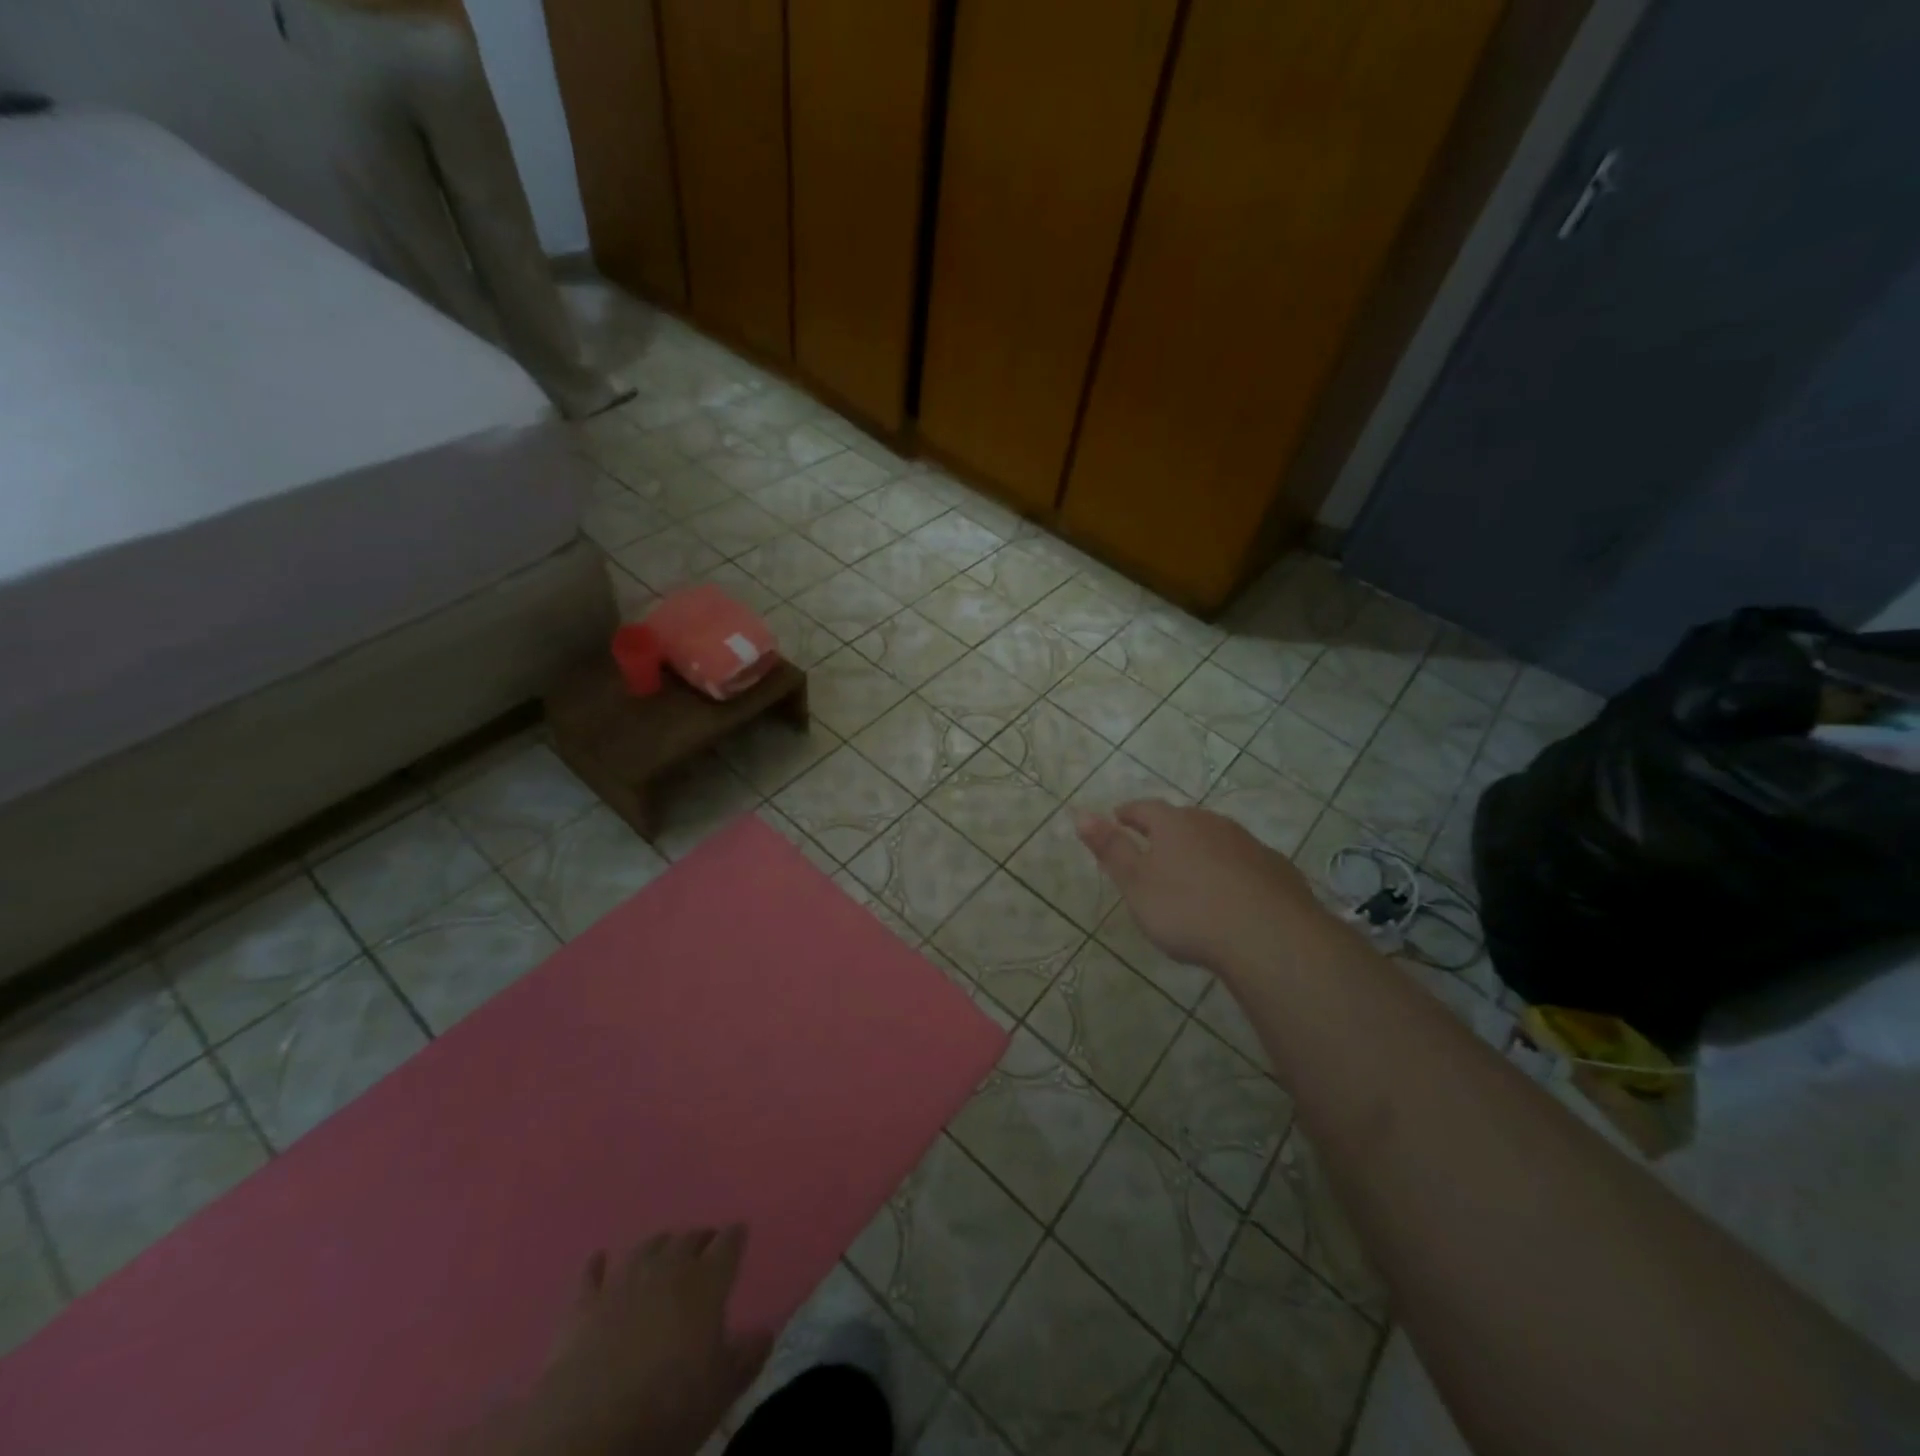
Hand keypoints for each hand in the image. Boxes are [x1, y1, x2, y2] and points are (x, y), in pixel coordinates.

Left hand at [501, 1228, 772, 1455]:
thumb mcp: (721, 1390)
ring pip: (646, 1249)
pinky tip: (599, 1258)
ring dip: (659, 1246)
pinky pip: (591, 1275)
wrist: (590, 1430)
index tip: (740, 1232)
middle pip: (688, 1239)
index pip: (728, 1244)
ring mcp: (623, 1283)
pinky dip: (597, 1265)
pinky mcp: (584, 1306)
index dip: (736, 1236)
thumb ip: (747, 1357)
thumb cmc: (668, 1407)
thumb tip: (767, 1332)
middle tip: (706, 1245)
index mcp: (706, 1282)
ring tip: (665, 1248)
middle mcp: (667, 1269)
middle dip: (700, 1239)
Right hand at [1074, 800, 1325, 976]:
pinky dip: (1232, 870)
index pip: (1144, 808)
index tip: (1118, 818)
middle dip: (1166, 830)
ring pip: (1217, 839)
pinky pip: (1246, 863)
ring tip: (1191, 871)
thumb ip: (1111, 849)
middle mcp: (1212, 824)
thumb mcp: (1136, 883)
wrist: (1268, 937)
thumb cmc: (1188, 909)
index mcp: (1174, 824)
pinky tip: (1233, 893)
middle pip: (1183, 820)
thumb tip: (1081, 813)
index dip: (1128, 813)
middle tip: (1154, 847)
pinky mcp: (1277, 870)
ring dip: (1201, 849)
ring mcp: (1248, 845)